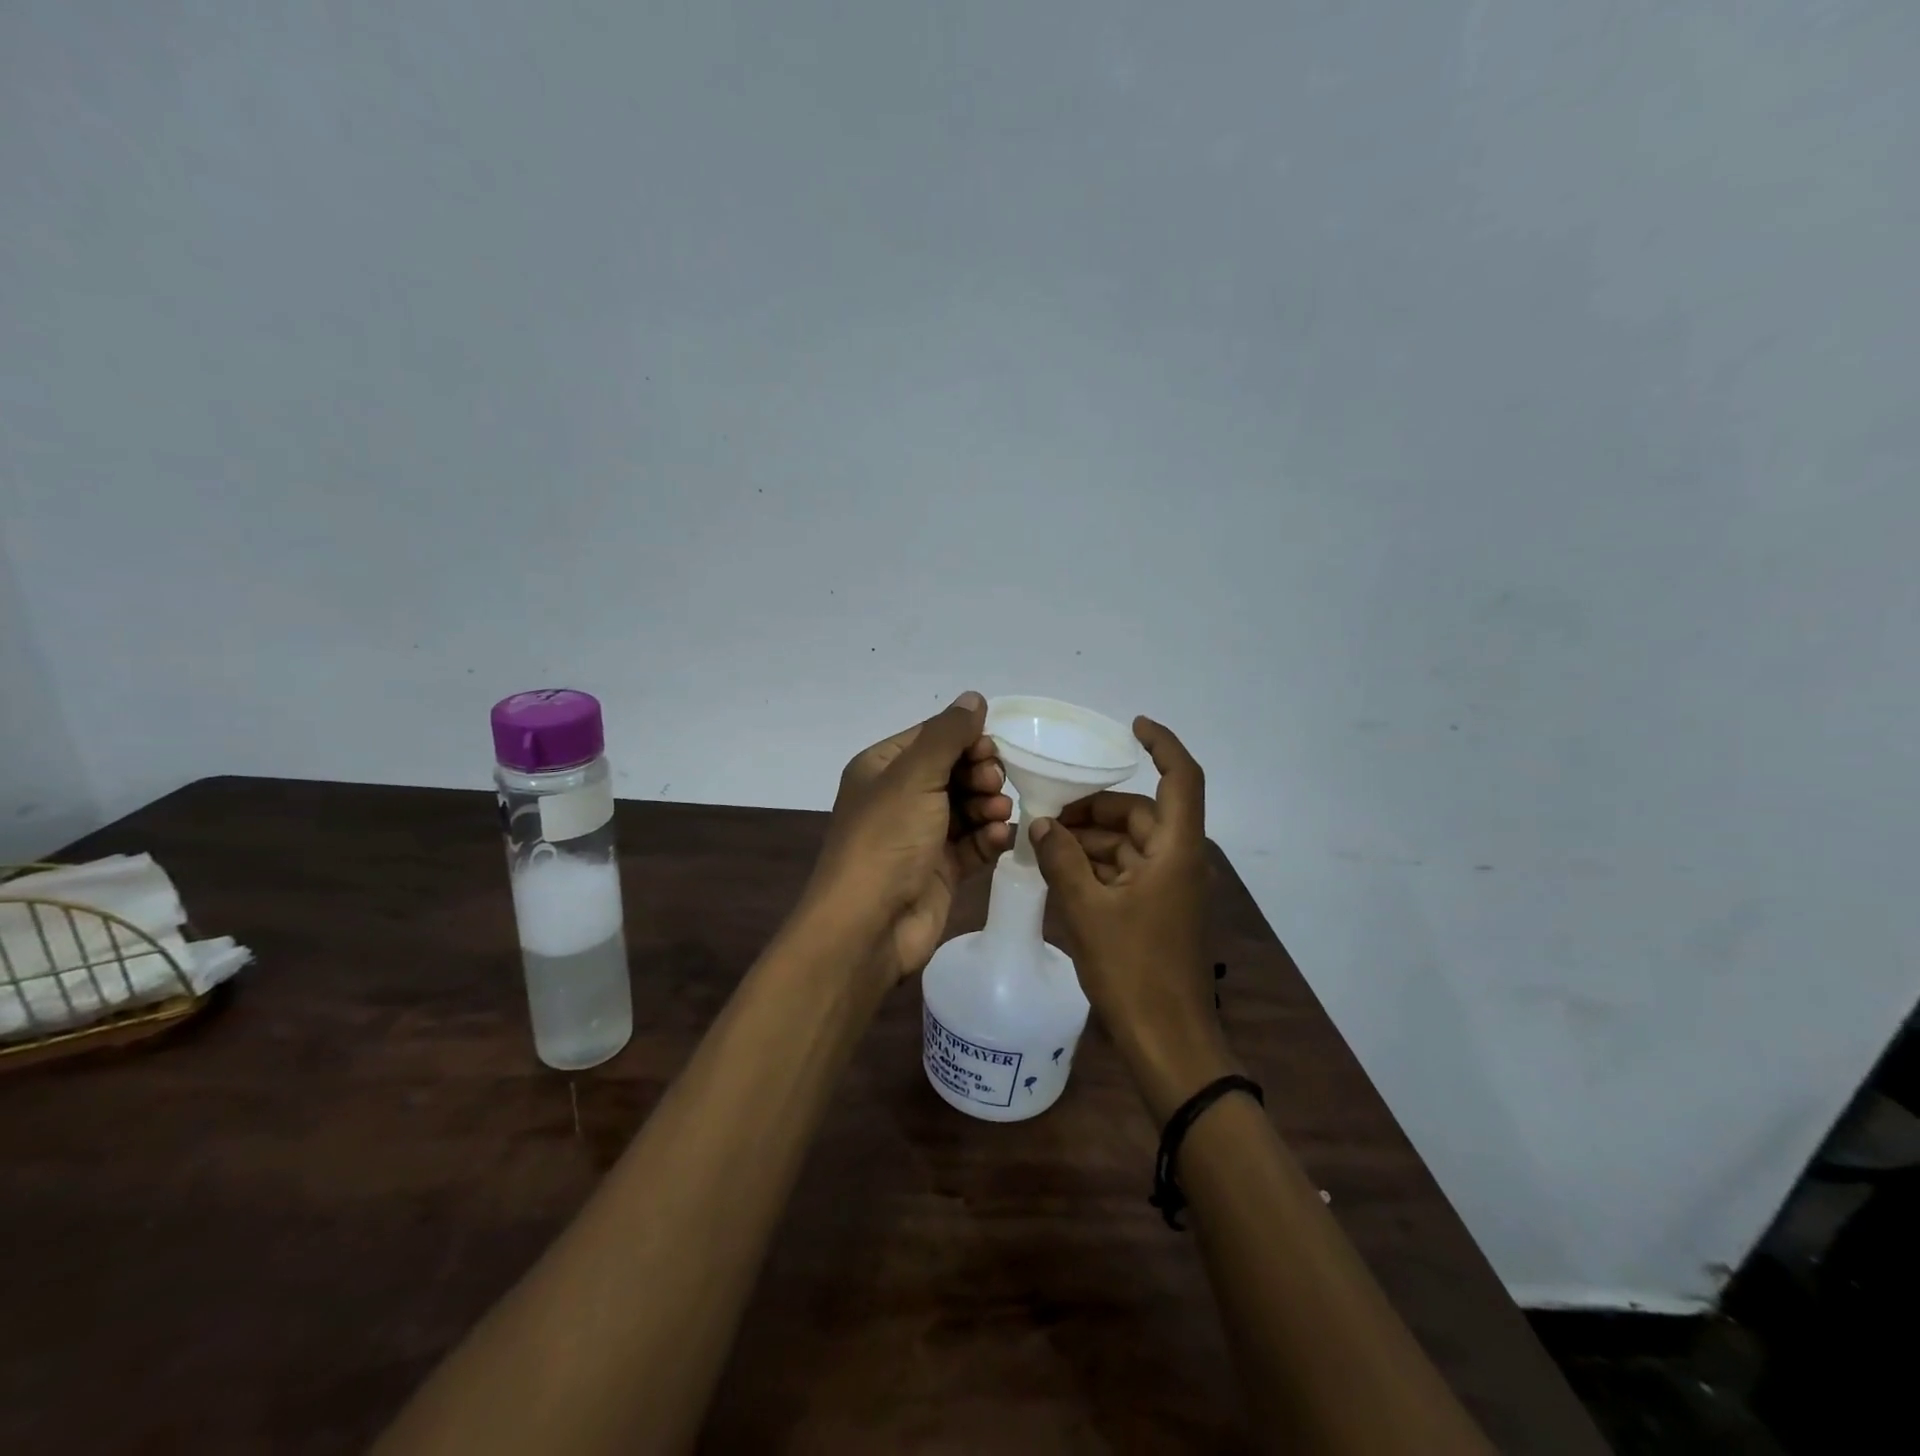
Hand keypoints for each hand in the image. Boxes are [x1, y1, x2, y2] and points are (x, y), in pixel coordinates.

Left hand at [806, 691, 1013, 983]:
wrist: (868, 926)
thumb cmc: (886, 840)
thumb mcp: (915, 776)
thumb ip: (948, 734)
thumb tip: (974, 697)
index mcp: (883, 768)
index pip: (933, 737)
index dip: (966, 739)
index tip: (991, 750)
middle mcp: (900, 797)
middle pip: (954, 770)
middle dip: (980, 773)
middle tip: (991, 784)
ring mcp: (920, 835)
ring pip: (967, 806)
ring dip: (988, 805)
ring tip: (998, 813)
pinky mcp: (940, 869)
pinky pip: (973, 842)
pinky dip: (990, 837)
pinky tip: (1001, 837)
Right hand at [1028, 717, 1233, 1120]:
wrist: (1169, 1042)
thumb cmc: (1133, 970)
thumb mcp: (1087, 910)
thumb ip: (1062, 860)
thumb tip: (1042, 825)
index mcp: (1176, 850)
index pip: (1182, 778)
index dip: (1162, 744)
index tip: (1131, 727)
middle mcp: (1180, 860)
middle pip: (1141, 813)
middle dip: (1096, 808)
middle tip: (1049, 816)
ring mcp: (1171, 888)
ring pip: (1130, 843)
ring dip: (1091, 840)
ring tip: (1045, 847)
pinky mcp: (1159, 911)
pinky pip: (1127, 871)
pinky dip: (1097, 867)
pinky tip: (1062, 873)